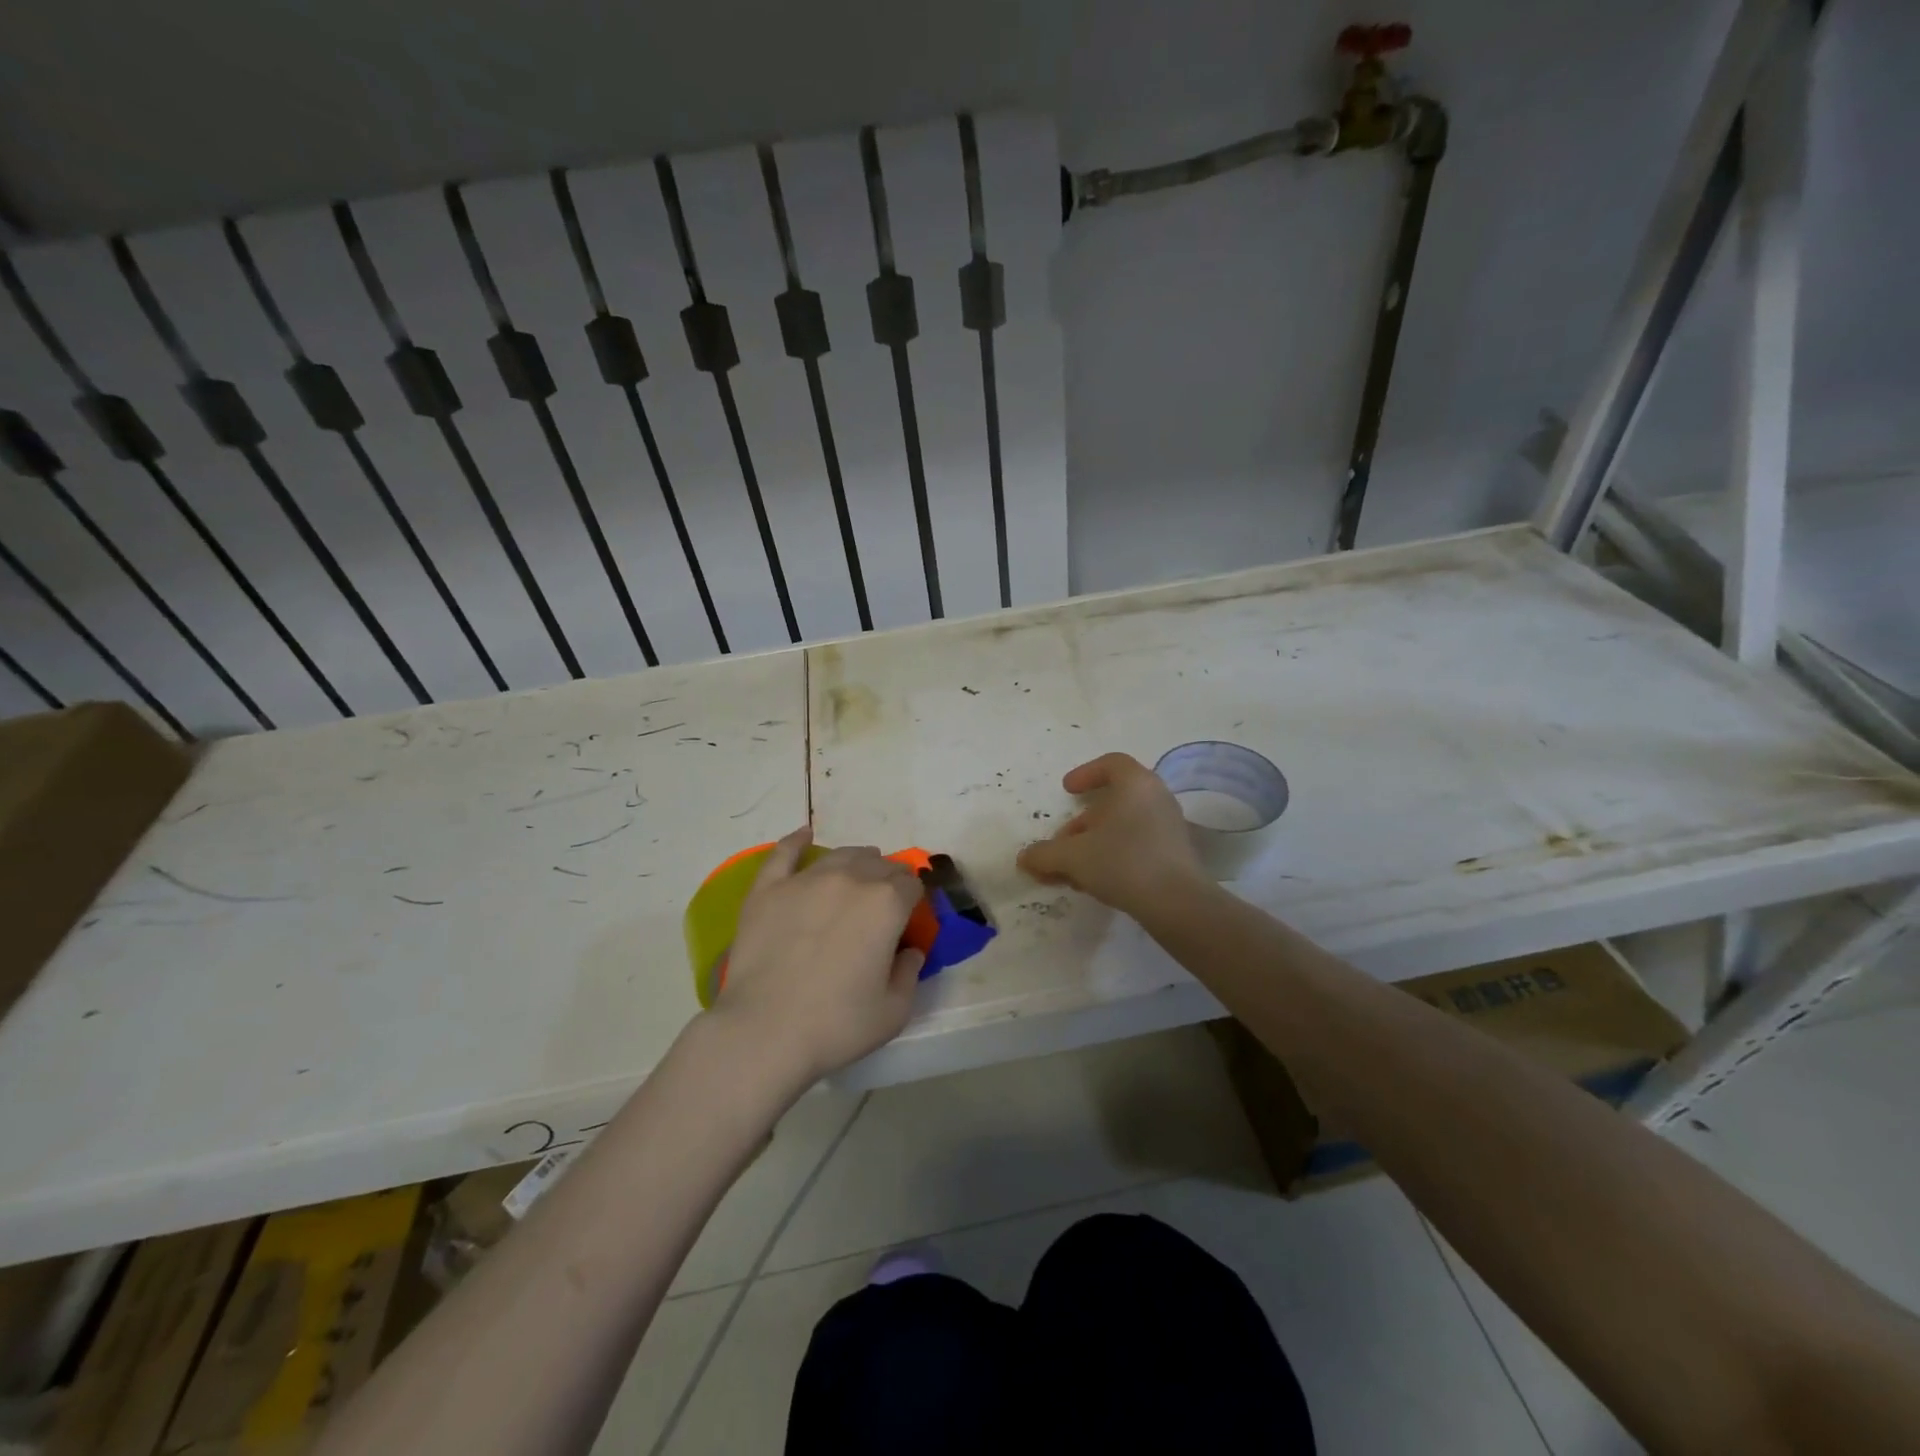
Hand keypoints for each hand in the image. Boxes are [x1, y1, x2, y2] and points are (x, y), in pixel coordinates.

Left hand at [711, 827, 925, 1084]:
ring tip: (857, 874)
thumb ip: (910, 973)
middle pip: (879, 865)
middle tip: (883, 906)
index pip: (912, 885)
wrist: (764, 1031)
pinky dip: (797, 842)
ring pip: (840, 855)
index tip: (908, 919)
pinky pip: (785, 854)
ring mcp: (806, 880)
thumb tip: (910, 951)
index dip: (914, 900)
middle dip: (889, 879)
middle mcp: (850, 879)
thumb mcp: (894, 1011)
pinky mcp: (768, 890)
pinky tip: (805, 836)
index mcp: (886, 904)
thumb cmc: (836, 1024)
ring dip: (856, 862)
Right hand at [1017, 752, 1207, 914]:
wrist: (1177, 902)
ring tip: (1074, 869)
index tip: (1067, 790)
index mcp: (1135, 784)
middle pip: (1114, 799)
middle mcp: (1156, 797)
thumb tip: (1024, 858)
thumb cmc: (1122, 862)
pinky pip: (1139, 843)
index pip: (1111, 763)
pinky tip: (1098, 881)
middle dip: (1083, 821)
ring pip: (1125, 824)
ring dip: (1096, 841)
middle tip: (1063, 841)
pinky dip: (1115, 854)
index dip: (1086, 773)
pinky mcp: (1176, 853)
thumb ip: (1045, 854)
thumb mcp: (1073, 856)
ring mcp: (1170, 826)